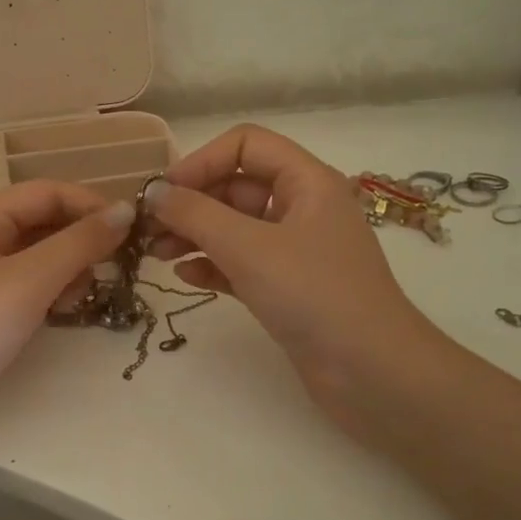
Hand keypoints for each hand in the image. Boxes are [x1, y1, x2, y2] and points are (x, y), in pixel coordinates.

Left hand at [0, 181, 134, 444]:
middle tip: (119, 262)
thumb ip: (79, 243)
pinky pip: (34, 286)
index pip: (45, 192)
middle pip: (43, 222)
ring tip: (88, 292)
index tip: (131, 227)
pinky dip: (56, 291)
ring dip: (71, 266)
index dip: (88, 203)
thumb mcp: (28, 280)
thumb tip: (128, 210)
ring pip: (42, 256)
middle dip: (82, 237)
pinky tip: (68, 310)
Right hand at [145, 125, 446, 443]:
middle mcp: (303, 207)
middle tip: (147, 228)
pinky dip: (213, 265)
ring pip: (235, 227)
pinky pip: (242, 263)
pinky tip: (185, 277)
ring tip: (155, 254)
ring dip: (195, 235)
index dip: (201, 161)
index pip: (246, 145)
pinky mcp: (289, 287)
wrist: (373, 374)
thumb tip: (153, 192)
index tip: (163, 193)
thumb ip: (195, 215)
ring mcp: (296, 250)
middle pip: (236, 186)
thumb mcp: (249, 248)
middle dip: (191, 202)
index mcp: (307, 181)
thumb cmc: (314, 295)